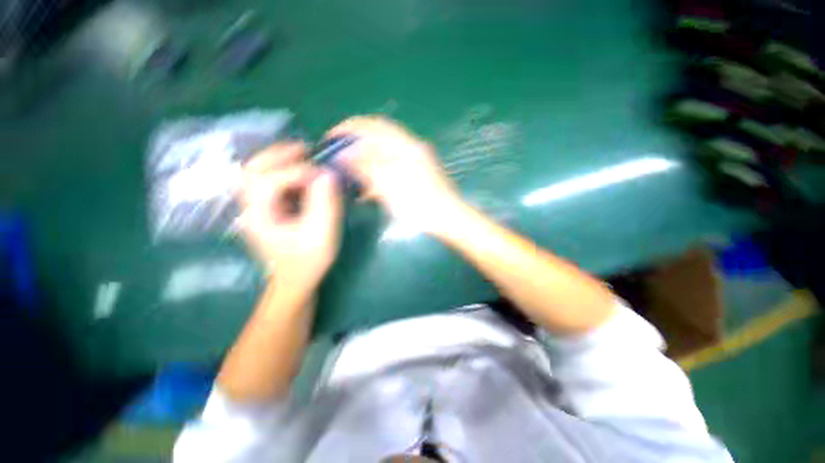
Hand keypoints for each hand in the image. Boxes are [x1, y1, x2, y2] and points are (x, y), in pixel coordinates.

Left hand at [238, 142, 342, 290]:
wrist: (294, 280)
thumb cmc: (308, 261)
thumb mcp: (322, 234)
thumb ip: (325, 204)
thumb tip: (328, 175)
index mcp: (259, 218)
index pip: (269, 182)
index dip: (297, 172)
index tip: (323, 175)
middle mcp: (249, 209)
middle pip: (251, 170)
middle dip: (278, 155)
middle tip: (305, 150)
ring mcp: (254, 208)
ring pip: (256, 172)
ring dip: (278, 160)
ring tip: (303, 156)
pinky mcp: (264, 209)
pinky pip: (268, 181)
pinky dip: (283, 171)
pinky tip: (300, 173)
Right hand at [327, 116, 464, 235]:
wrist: (449, 218)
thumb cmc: (421, 204)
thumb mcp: (390, 186)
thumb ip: (367, 168)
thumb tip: (343, 155)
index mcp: (406, 146)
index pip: (373, 126)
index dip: (350, 128)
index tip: (331, 138)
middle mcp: (412, 148)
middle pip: (378, 137)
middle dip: (356, 143)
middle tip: (338, 154)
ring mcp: (416, 161)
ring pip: (384, 153)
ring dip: (366, 159)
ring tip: (351, 172)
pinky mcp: (418, 174)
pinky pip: (393, 167)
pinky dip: (378, 173)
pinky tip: (369, 188)